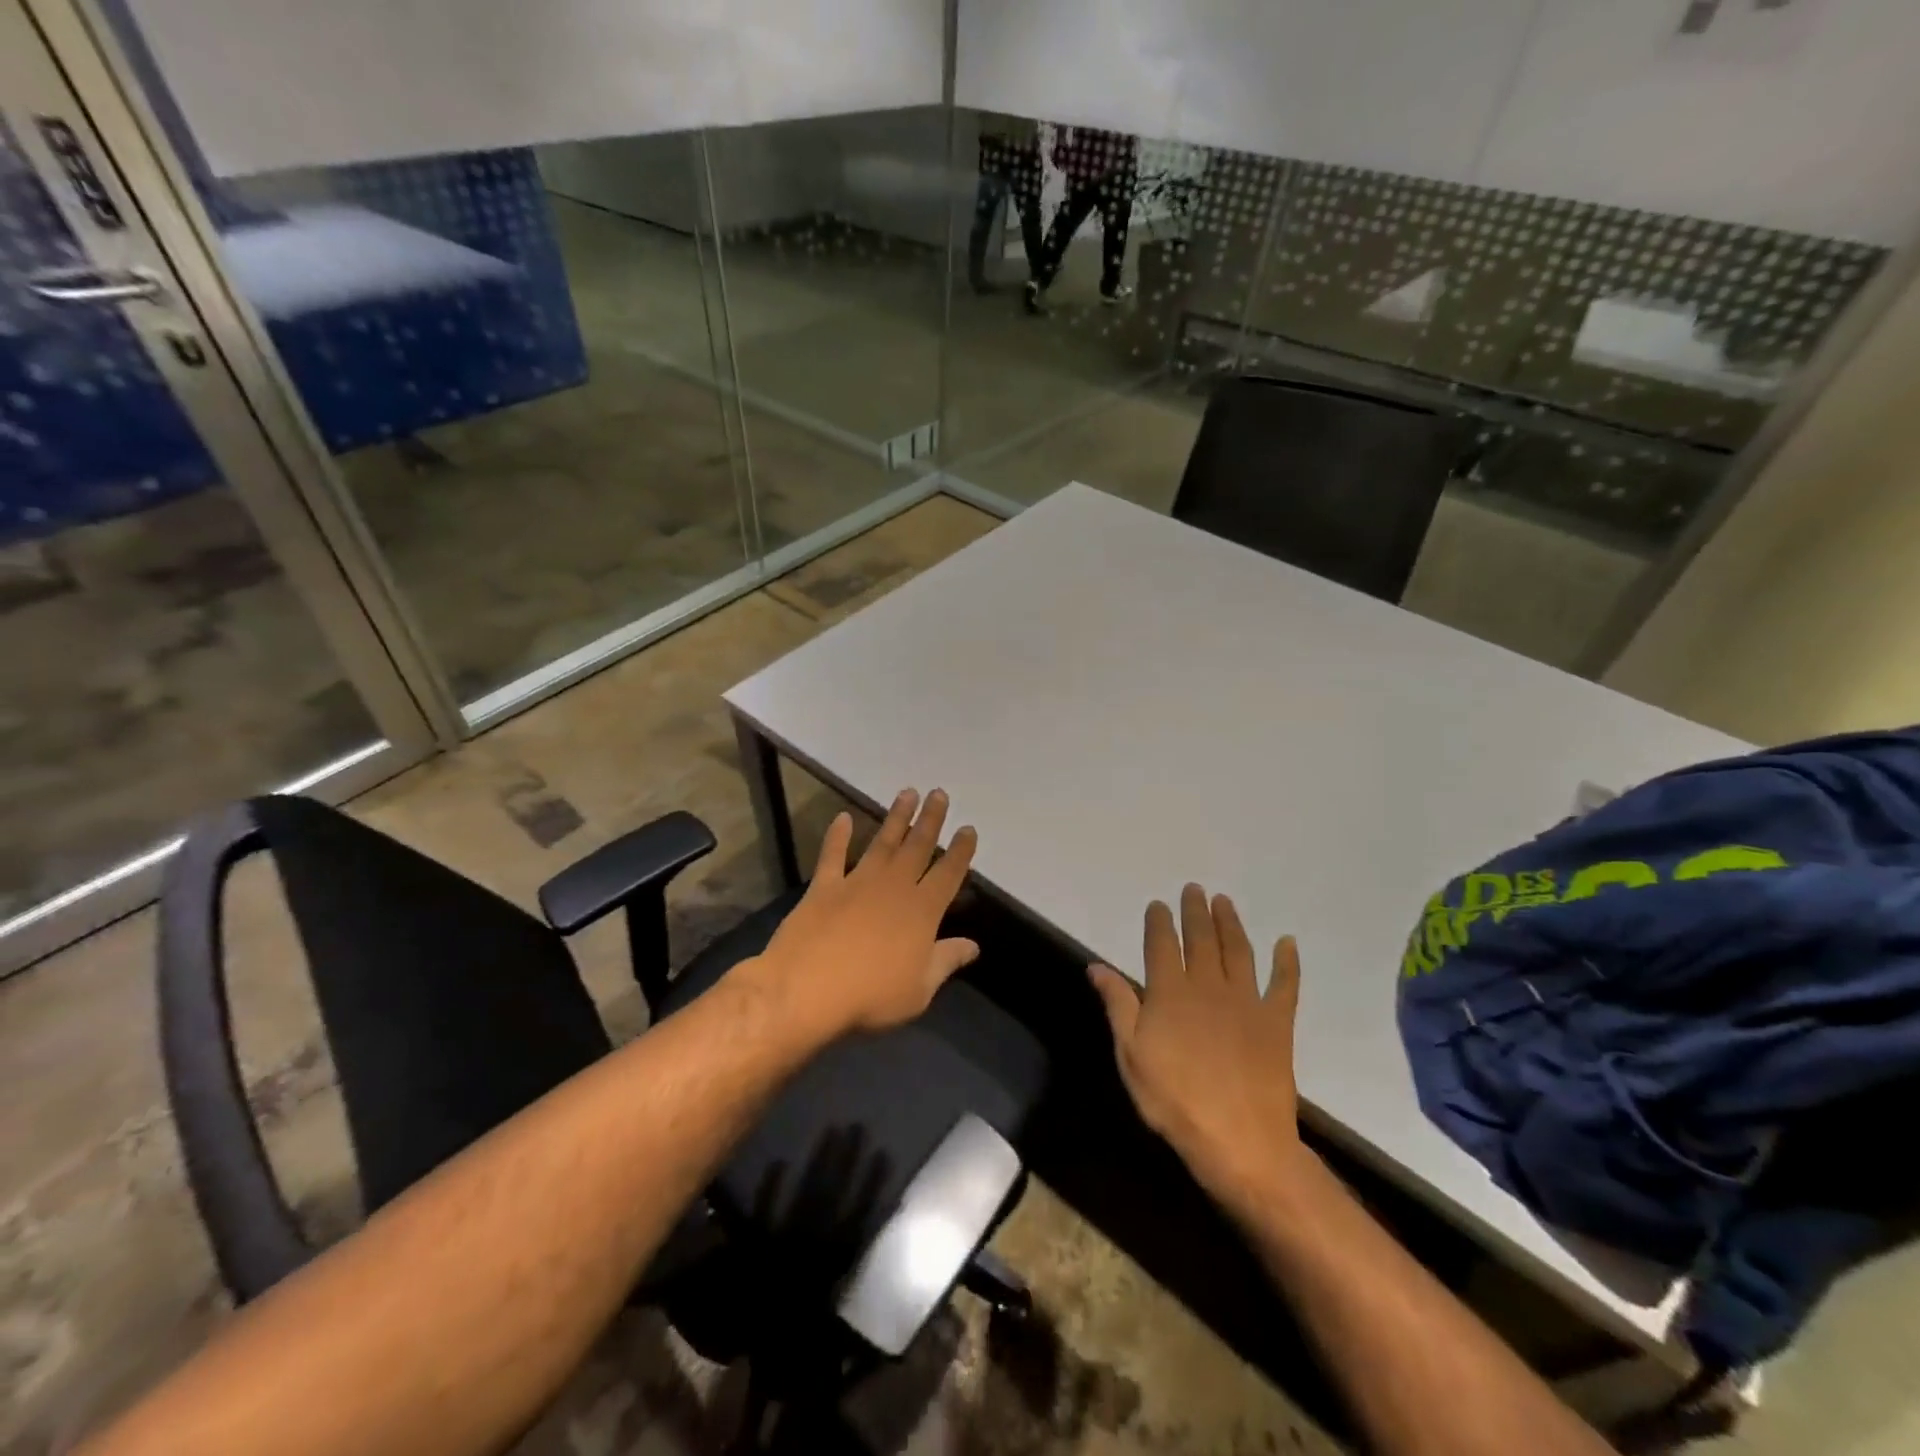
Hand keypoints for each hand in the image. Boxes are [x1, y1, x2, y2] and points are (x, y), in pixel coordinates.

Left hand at [754, 788, 979, 1036]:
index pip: (949, 874)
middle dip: (931, 820)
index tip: (967, 828)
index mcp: (923, 911)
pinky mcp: (824, 887)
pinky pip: (833, 855)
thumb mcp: (919, 989)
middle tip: (939, 794)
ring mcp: (857, 882)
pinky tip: (842, 818)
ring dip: (896, 818)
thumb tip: (973, 945)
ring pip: (883, 842)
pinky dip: (837, 836)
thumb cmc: (871, 996)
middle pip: (918, 847)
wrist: (807, 989)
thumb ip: (946, 961)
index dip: (960, 851)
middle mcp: (894, 887)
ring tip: (907, 793)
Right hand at [1088, 885, 1305, 1198]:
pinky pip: (1285, 985)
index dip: (1159, 922)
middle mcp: (1208, 986)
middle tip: (1195, 889)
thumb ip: (1118, 1005)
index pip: (1161, 945)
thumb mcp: (1131, 1055)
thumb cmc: (1174, 1100)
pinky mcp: (1277, 1022)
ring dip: (1231, 923)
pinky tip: (1287, 942)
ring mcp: (1246, 1001)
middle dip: (1196, 911)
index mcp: (1170, 992)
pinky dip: (1287, 962)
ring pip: (1238, 951)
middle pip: (1201, 938)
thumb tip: (1096, 965)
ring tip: (1225, 901)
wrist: (1239, 1140)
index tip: (1158, 905)